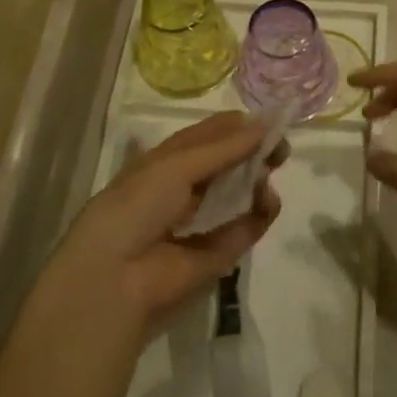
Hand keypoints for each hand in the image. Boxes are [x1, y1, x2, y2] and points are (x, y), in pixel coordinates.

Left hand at [45, 112, 285, 341]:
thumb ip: (225, 147)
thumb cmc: (138, 205)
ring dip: (258, 180)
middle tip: (280, 147)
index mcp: (165, 163)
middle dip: (253, 152)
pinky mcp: (219, 255)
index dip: (236, 127)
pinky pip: (246, 228)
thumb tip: (264, 124)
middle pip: (226, 165)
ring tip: (271, 169)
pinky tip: (268, 200)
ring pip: (239, 194)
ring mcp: (203, 222)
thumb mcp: (177, 165)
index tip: (268, 120)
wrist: (117, 277)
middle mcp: (184, 190)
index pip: (206, 138)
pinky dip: (261, 213)